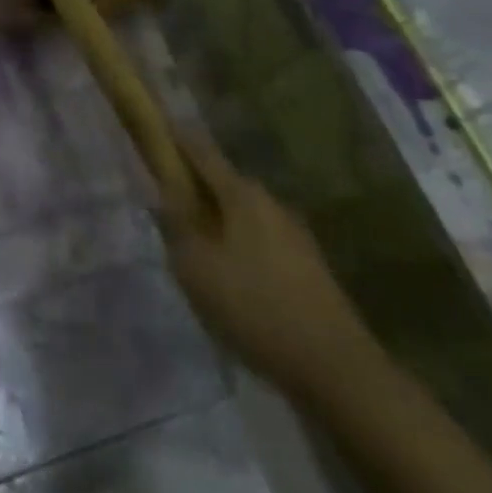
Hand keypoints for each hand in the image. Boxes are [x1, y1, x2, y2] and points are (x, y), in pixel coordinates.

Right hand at [161, 150, 382, 403]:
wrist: (335, 368)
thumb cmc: (254, 306)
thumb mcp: (196, 266)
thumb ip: (176, 225)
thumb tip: (164, 193)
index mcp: (243, 194)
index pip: (201, 151)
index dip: (176, 137)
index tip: (156, 124)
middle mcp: (271, 204)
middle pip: (223, 183)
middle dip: (194, 185)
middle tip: (165, 201)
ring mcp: (294, 235)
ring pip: (242, 215)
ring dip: (216, 219)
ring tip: (192, 246)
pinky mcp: (307, 267)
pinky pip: (259, 241)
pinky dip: (236, 245)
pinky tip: (227, 276)